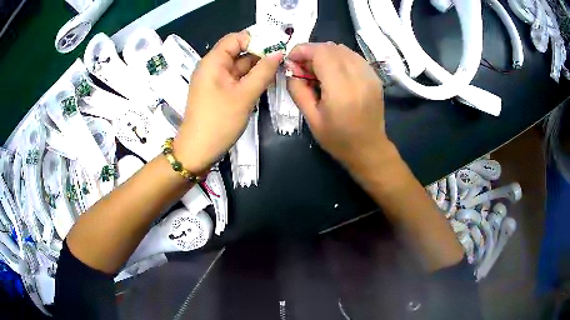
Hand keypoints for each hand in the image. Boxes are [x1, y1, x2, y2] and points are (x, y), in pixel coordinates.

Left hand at [174, 31, 282, 173]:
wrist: (197, 151)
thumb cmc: (219, 121)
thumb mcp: (245, 95)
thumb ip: (263, 72)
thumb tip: (278, 53)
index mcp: (213, 61)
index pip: (235, 38)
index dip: (256, 39)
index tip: (276, 47)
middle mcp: (212, 67)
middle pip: (238, 51)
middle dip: (259, 54)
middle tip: (283, 60)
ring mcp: (214, 81)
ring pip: (238, 66)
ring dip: (256, 68)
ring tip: (278, 70)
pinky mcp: (218, 93)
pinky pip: (236, 79)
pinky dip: (249, 79)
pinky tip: (265, 82)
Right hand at [287, 43, 393, 175]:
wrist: (369, 149)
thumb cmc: (338, 139)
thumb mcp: (311, 118)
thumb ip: (298, 89)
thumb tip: (291, 68)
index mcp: (341, 90)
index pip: (321, 53)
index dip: (303, 50)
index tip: (291, 60)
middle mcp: (358, 77)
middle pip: (332, 48)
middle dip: (312, 51)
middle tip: (303, 67)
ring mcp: (370, 75)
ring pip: (343, 49)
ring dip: (326, 53)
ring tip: (318, 70)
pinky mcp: (375, 77)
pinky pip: (354, 57)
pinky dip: (339, 58)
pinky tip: (334, 72)